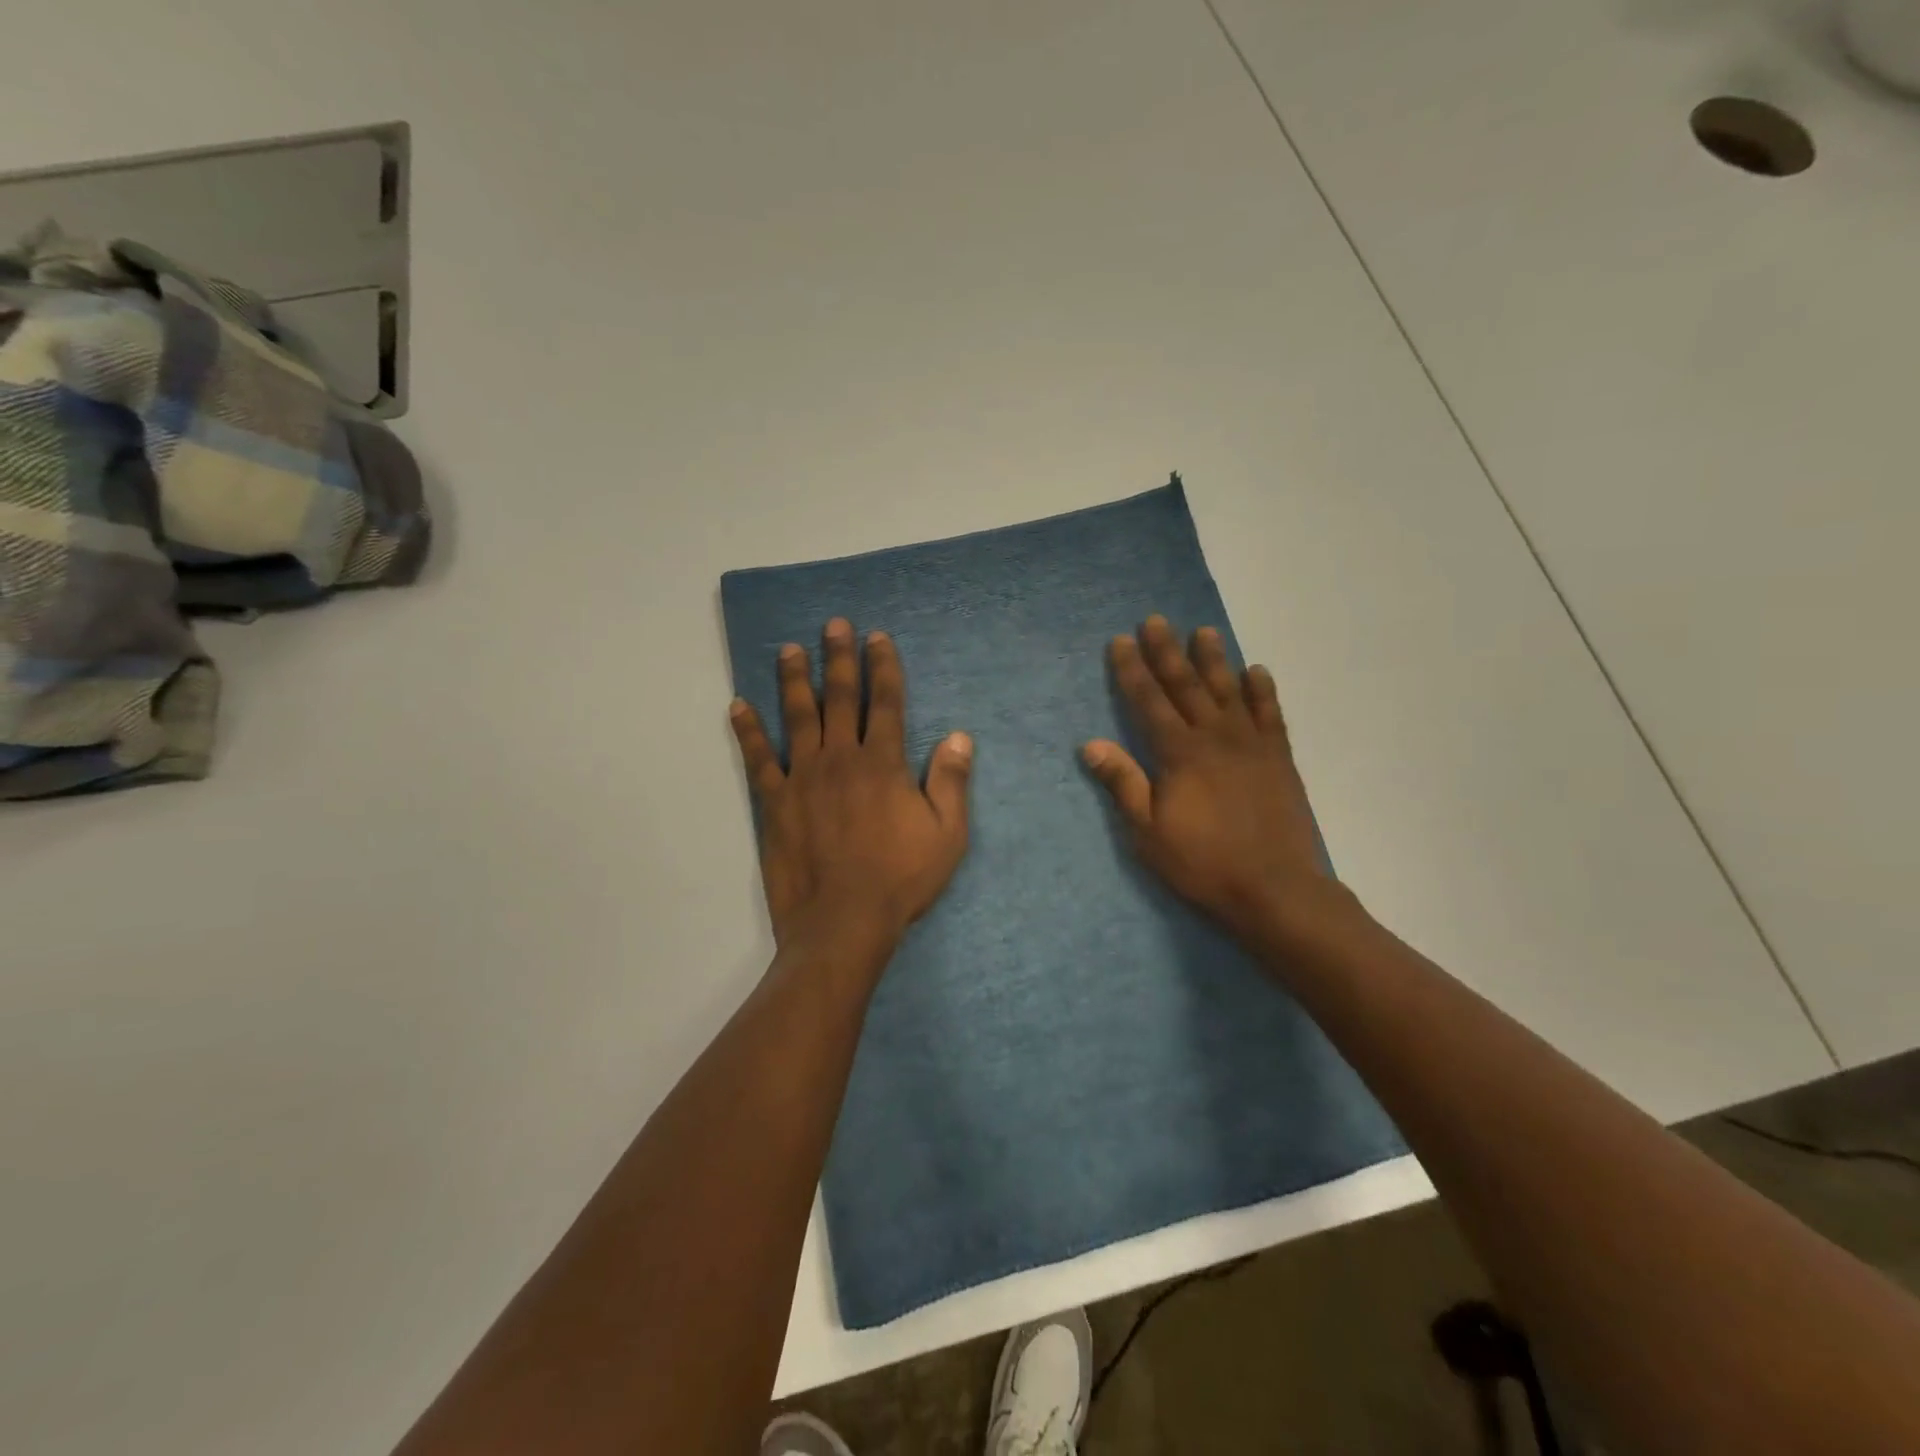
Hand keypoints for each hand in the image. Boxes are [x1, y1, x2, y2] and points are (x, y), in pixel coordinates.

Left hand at [730, 618, 972, 961]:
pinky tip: (738, 706)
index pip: (885, 702)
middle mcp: (841, 758)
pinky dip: (747, 731)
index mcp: (883, 763)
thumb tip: (959, 736)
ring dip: (793, 680)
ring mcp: (803, 778)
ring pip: (797, 717)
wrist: (843, 923)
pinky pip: (758, 759)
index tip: (877, 638)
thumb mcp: (947, 835)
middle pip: (839, 698)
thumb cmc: (901, 880)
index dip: (883, 667)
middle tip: (834, 625)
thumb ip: (951, 782)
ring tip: (788, 649)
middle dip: (838, 658)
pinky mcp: (774, 803)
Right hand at [1083, 615, 1347, 951]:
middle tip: (1155, 620)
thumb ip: (1123, 782)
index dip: (1132, 669)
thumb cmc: (1202, 862)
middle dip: (1167, 651)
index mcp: (1179, 753)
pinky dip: (1262, 690)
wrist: (1274, 887)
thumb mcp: (1147, 831)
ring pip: (1228, 690)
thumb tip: (1090, 743)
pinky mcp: (1279, 758)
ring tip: (1204, 631)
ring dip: (1214, 659)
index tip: (1120, 641)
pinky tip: (1256, 671)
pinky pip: (1270, 714)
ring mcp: (1251, 744)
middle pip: (1186, 685)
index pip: (1148, 700)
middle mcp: (1214, 737)